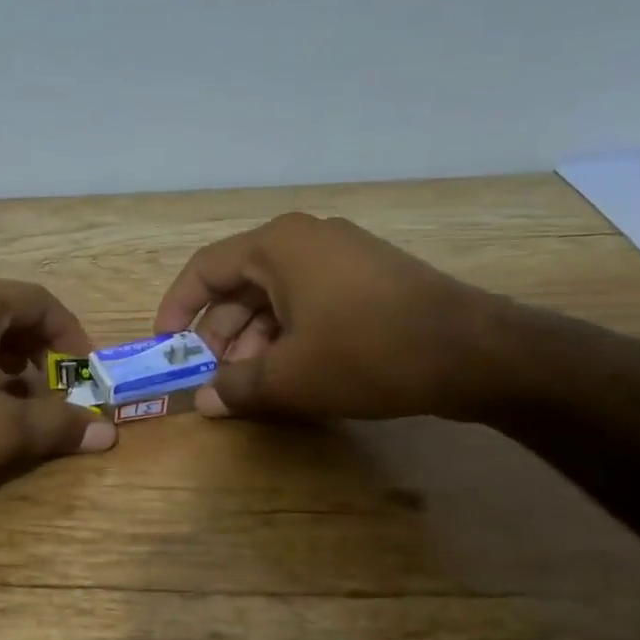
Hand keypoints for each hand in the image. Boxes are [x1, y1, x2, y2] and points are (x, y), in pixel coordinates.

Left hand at [0, 273, 115, 503]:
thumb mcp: (2, 430)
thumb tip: (106, 431)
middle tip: (51, 387)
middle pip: (5, 310)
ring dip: (1, 357)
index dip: (71, 337)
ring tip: (10, 397)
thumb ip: (58, 425)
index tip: (84, 373)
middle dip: (36, 349)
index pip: (41, 301)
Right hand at [152, 212, 509, 421]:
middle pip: (241, 284)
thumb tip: (205, 401)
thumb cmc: (366, 353)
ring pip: (276, 296)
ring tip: (251, 383)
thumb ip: (236, 386)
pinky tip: (290, 371)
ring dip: (254, 339)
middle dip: (220, 333)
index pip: (205, 269)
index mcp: (277, 246)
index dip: (177, 308)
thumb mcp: (289, 377)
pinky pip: (309, 301)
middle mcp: (306, 239)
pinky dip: (289, 334)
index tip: (165, 346)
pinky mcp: (369, 278)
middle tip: (213, 375)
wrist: (473, 352)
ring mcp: (342, 255)